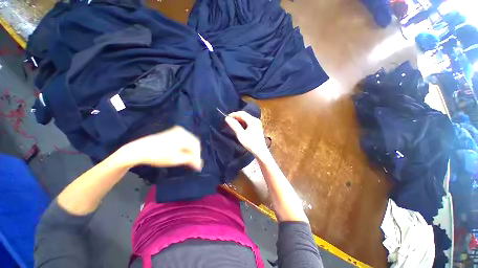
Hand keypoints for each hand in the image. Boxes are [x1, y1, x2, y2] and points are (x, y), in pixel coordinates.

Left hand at [121, 126, 202, 170]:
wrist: (138, 150)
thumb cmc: (158, 155)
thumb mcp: (175, 159)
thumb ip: (190, 160)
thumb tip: (199, 164)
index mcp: (184, 135)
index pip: (196, 146)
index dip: (198, 157)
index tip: (198, 167)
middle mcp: (182, 131)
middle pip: (194, 143)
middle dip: (195, 154)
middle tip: (194, 164)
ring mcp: (177, 131)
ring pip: (189, 142)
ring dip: (190, 151)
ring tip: (189, 161)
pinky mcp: (172, 134)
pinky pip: (184, 141)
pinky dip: (185, 148)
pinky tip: (183, 154)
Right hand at [225, 111, 267, 156]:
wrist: (260, 151)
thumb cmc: (250, 143)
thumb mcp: (241, 134)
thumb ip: (234, 125)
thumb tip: (227, 118)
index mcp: (252, 120)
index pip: (241, 113)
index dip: (233, 114)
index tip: (226, 118)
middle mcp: (255, 120)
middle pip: (244, 115)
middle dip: (236, 117)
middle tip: (228, 121)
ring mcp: (257, 123)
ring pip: (246, 118)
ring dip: (239, 120)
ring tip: (232, 124)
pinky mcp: (257, 127)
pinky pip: (248, 122)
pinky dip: (243, 123)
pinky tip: (239, 127)